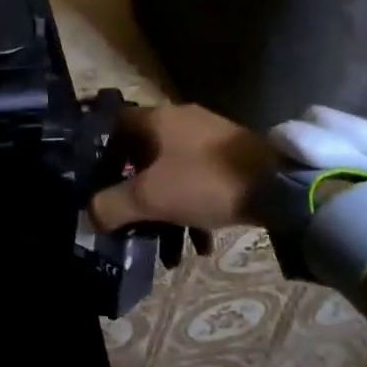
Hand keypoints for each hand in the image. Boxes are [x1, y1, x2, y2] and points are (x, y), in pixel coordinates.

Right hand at [88, 103, 281, 232]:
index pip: (115, 124)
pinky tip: (200, 243)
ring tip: (167, 247)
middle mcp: (179, 120)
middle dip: (134, 189)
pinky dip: (192, 208)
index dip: (102, 151)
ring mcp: (208, 137)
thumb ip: (113, 206)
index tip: (96, 181)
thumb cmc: (204, 181)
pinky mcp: (231, 156)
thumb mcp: (151, 197)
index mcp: (156, 119)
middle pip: (144, 152)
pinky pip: (199, 180)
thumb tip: (89, 214)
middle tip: (129, 219)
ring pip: (173, 171)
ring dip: (166, 207)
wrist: (277, 184)